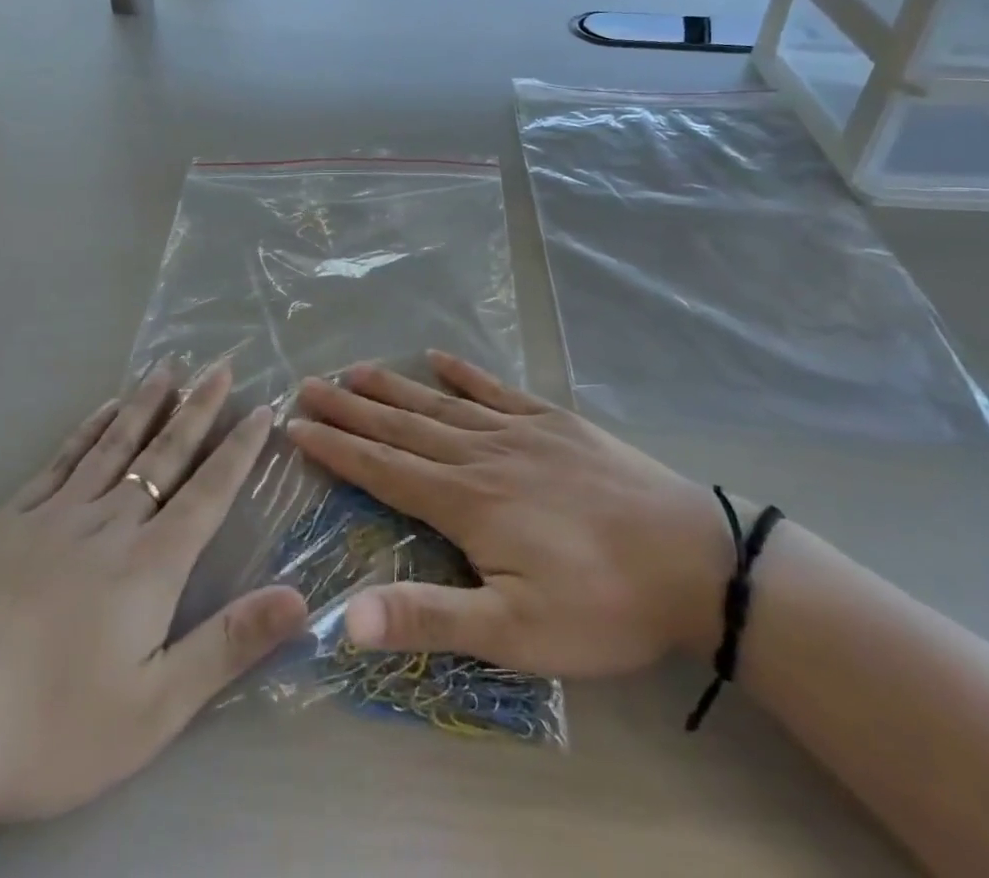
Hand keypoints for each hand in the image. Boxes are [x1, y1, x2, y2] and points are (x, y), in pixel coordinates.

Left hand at [0, 364, 306, 833]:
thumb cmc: (48, 728)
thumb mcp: (153, 708)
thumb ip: (228, 646)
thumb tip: (300, 597)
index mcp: (150, 565)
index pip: (209, 493)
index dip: (239, 450)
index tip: (263, 408)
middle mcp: (110, 524)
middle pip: (165, 454)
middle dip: (199, 408)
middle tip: (222, 366)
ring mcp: (56, 515)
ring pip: (114, 444)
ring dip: (147, 403)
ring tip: (170, 367)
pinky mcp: (10, 520)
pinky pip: (61, 459)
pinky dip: (89, 427)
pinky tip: (103, 408)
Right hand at [285, 351, 735, 676]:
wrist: (692, 559)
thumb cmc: (601, 604)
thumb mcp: (514, 632)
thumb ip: (429, 618)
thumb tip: (344, 618)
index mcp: (464, 501)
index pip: (382, 468)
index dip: (336, 448)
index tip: (296, 426)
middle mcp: (480, 454)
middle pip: (402, 426)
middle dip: (351, 408)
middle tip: (309, 384)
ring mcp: (518, 430)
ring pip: (439, 403)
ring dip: (393, 386)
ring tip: (354, 369)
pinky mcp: (553, 420)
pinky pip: (495, 389)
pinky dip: (463, 372)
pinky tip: (437, 356)